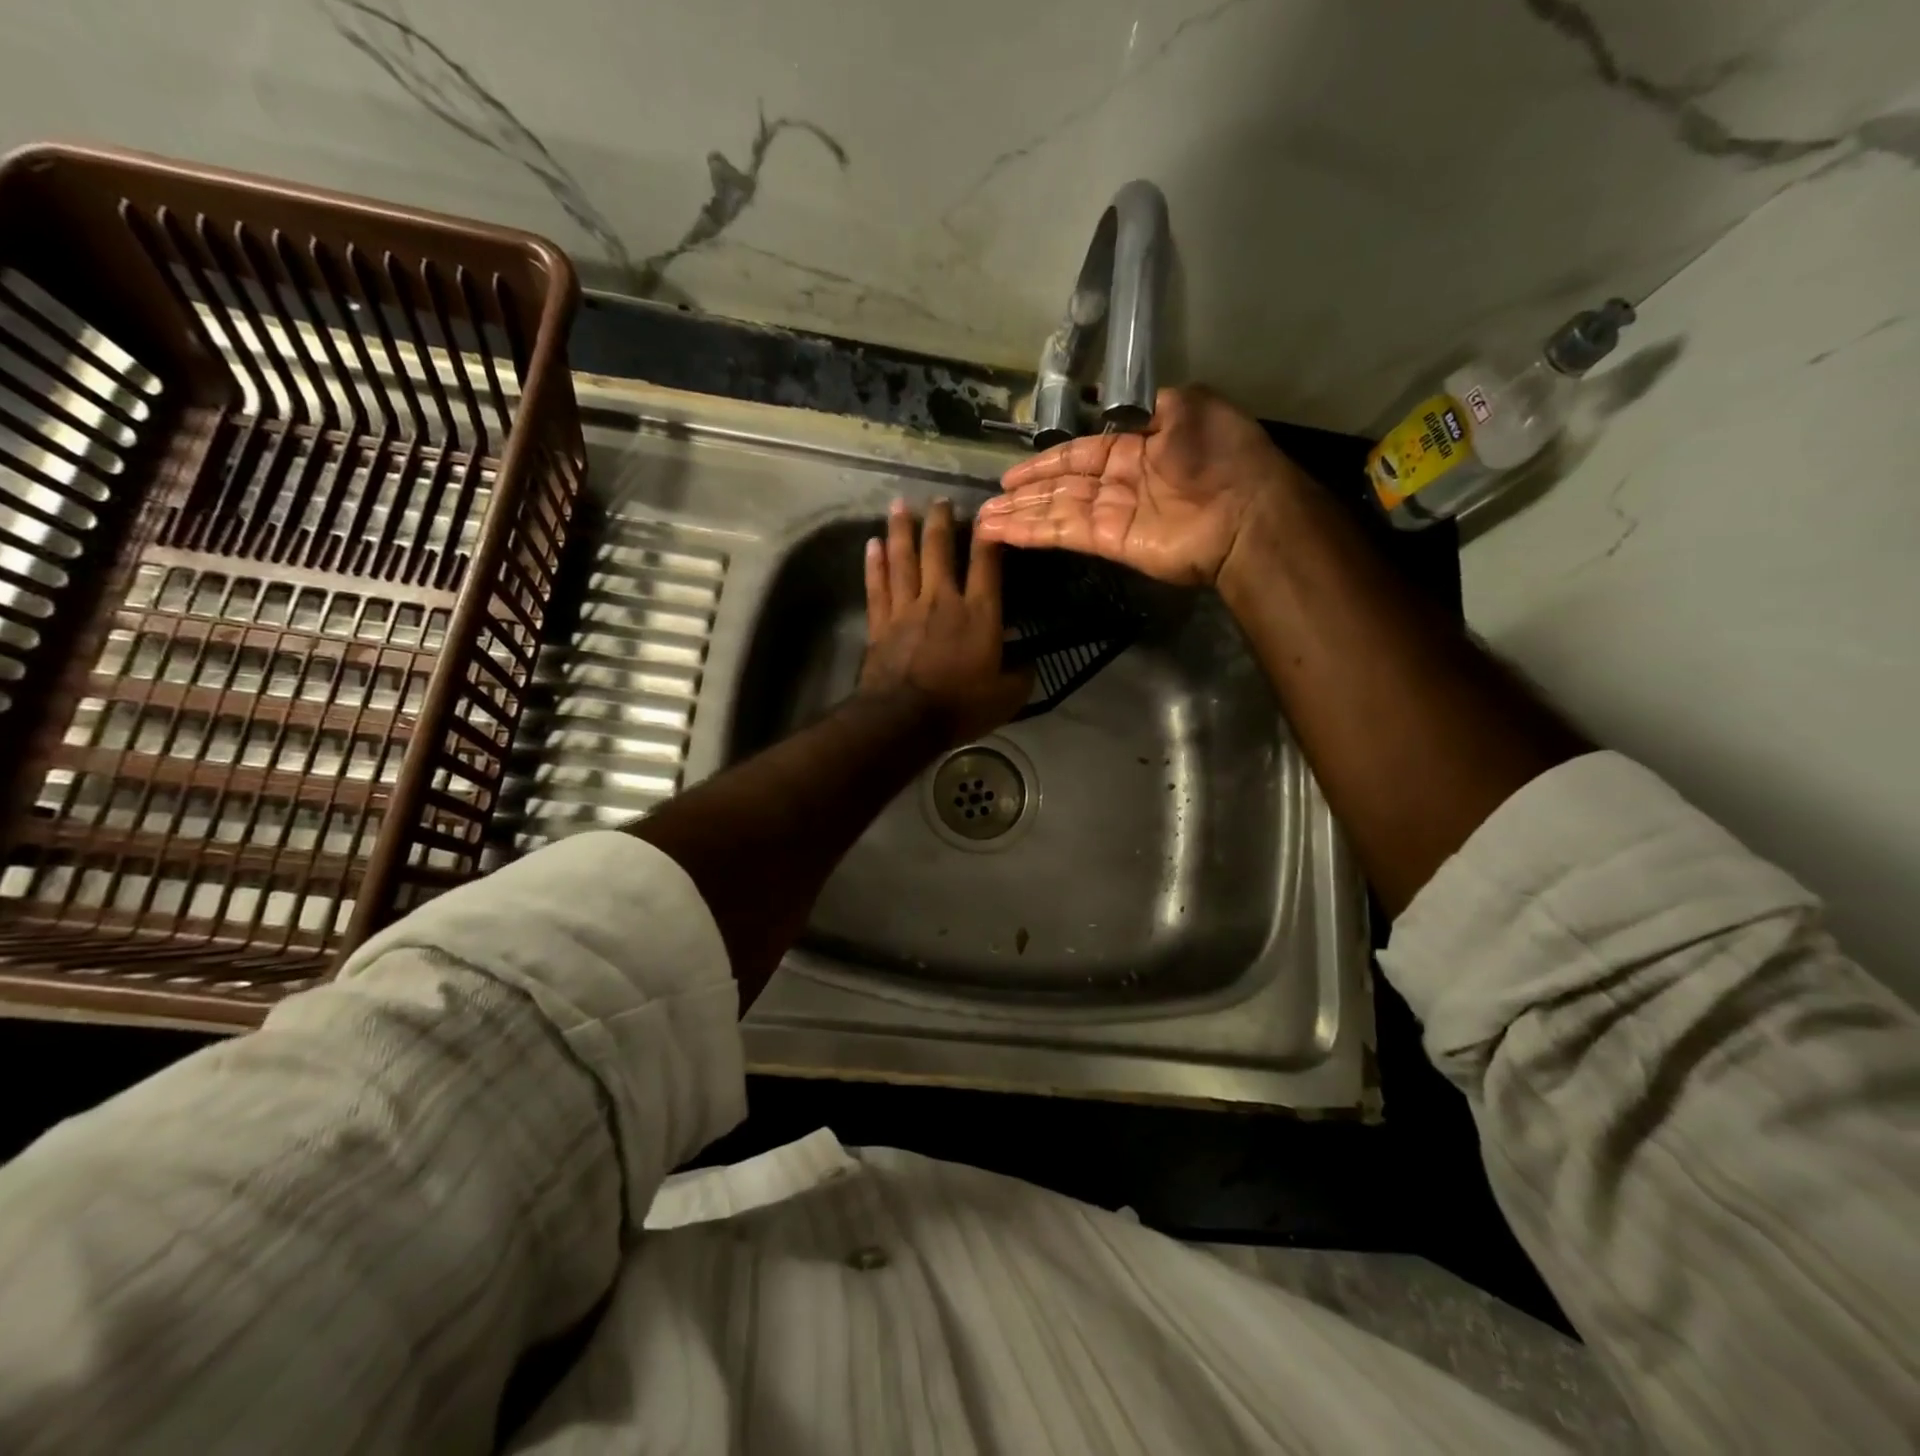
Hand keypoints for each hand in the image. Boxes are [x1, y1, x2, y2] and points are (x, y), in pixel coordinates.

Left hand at [860, 497, 1030, 745]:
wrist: (903, 720)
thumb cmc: (959, 707)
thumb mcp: (1006, 698)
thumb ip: (1020, 676)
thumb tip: (1029, 664)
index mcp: (979, 614)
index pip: (987, 564)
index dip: (989, 536)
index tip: (988, 512)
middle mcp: (942, 600)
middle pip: (939, 550)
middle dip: (941, 520)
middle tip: (940, 499)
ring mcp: (907, 609)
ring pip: (903, 559)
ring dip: (902, 530)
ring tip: (900, 504)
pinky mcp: (880, 623)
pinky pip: (877, 586)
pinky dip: (874, 563)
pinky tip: (872, 543)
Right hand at [973, 385, 1308, 586]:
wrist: (1247, 511)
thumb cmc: (1222, 454)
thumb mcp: (1190, 406)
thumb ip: (1148, 408)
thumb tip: (1113, 406)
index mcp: (1136, 449)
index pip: (1079, 455)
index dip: (1045, 464)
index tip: (1011, 475)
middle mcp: (1119, 483)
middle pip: (1061, 488)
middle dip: (1024, 495)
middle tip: (988, 505)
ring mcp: (1112, 515)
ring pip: (1056, 512)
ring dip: (1019, 517)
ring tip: (984, 523)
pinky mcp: (1109, 543)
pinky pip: (1064, 533)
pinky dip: (1033, 533)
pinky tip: (1003, 532)